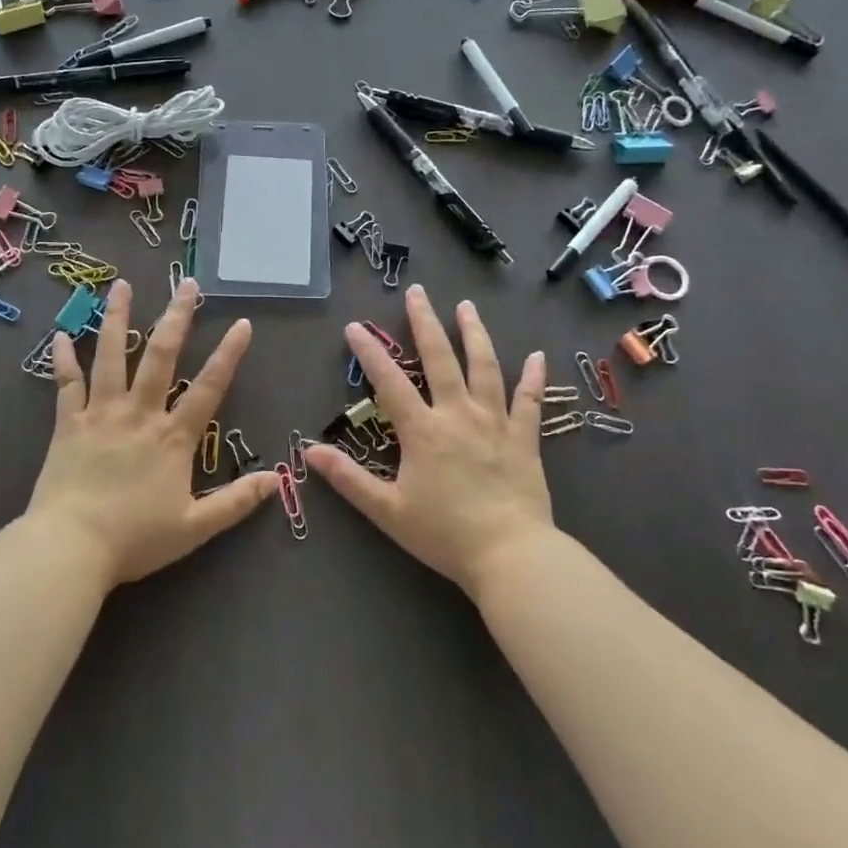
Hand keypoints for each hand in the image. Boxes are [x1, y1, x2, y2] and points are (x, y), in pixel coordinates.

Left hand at [28, 278, 274, 588]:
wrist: (70, 549)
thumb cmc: (134, 539)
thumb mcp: (194, 528)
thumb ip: (236, 502)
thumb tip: (277, 480)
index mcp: (172, 437)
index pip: (208, 387)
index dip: (228, 355)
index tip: (242, 323)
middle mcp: (139, 414)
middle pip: (160, 356)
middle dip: (176, 317)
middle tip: (186, 283)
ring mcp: (100, 414)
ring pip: (110, 356)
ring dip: (116, 318)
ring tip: (121, 286)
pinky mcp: (67, 424)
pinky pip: (66, 384)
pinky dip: (63, 359)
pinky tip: (60, 334)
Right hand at [309, 285, 554, 596]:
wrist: (510, 555)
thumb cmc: (444, 534)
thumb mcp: (388, 510)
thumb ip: (349, 479)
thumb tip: (310, 451)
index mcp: (423, 431)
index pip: (389, 382)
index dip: (369, 353)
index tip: (354, 327)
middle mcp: (458, 415)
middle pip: (440, 359)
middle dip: (425, 323)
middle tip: (417, 292)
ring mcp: (495, 423)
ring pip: (484, 368)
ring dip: (474, 334)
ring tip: (467, 306)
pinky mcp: (524, 439)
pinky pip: (529, 401)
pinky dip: (533, 378)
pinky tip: (537, 356)